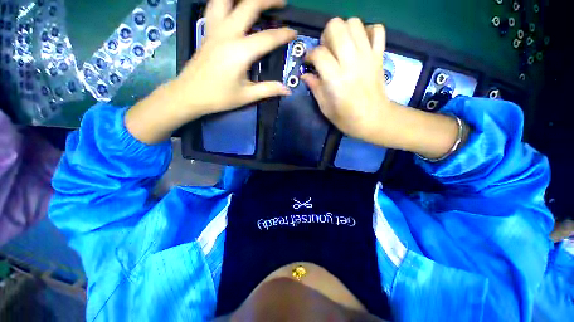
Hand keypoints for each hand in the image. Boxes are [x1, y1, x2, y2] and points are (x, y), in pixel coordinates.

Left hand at [126, 0, 295, 143]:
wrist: (189, 94)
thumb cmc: (219, 97)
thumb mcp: (247, 96)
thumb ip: (268, 89)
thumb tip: (287, 90)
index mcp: (240, 52)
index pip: (267, 38)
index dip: (283, 34)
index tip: (294, 33)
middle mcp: (228, 33)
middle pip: (249, 5)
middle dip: (268, 0)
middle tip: (282, 3)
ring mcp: (215, 29)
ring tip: (255, 0)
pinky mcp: (207, 30)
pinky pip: (215, 5)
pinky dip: (225, 1)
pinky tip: (232, 4)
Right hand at [302, 18, 391, 141]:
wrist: (375, 119)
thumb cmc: (347, 119)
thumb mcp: (325, 108)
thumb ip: (315, 88)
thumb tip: (305, 75)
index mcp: (335, 79)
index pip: (319, 53)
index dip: (310, 55)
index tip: (309, 63)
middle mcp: (351, 62)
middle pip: (336, 27)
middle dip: (326, 36)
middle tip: (326, 51)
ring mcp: (368, 56)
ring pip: (354, 23)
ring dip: (344, 31)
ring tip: (341, 47)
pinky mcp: (379, 55)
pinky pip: (377, 29)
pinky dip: (367, 32)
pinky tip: (359, 45)